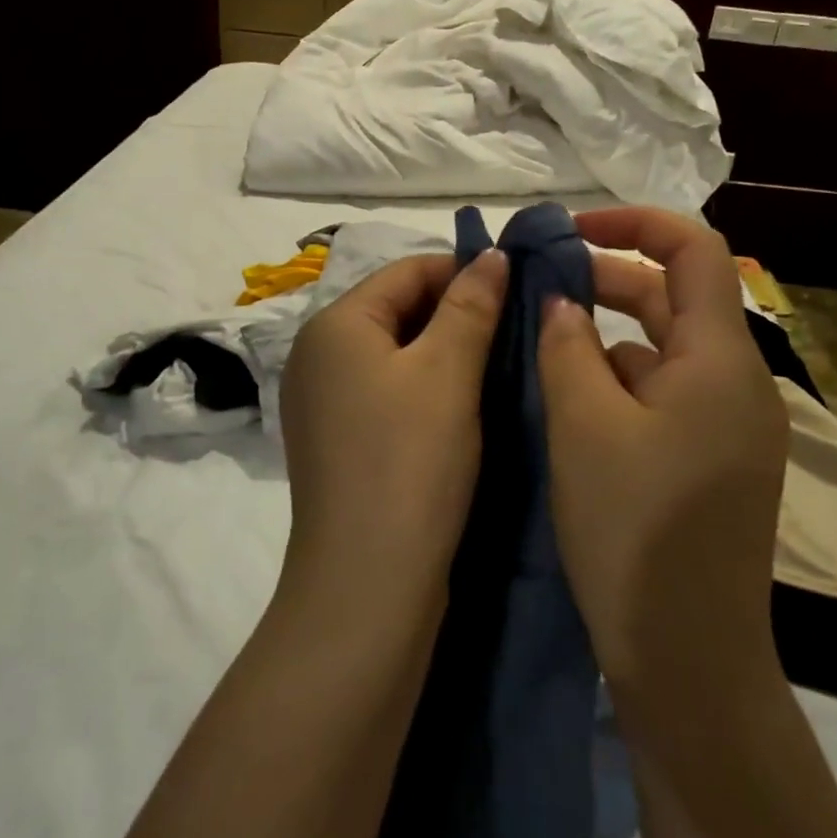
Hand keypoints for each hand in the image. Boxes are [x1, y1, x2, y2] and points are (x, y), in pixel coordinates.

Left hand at [279, 250, 508, 616]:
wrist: (367, 583)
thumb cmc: (410, 462)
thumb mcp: (448, 372)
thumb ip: (471, 305)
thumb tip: (491, 254)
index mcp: (335, 325)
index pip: (407, 270)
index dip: (464, 272)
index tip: (519, 290)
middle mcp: (317, 355)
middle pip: (397, 309)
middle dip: (457, 314)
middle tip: (516, 333)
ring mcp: (322, 401)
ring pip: (396, 353)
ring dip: (446, 353)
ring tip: (498, 367)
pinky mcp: (337, 440)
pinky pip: (386, 391)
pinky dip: (425, 388)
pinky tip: (463, 408)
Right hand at [536, 207, 787, 693]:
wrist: (688, 659)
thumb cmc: (633, 531)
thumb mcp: (582, 425)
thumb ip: (566, 346)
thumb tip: (560, 302)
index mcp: (720, 360)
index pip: (693, 249)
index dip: (632, 222)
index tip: (568, 232)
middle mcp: (737, 382)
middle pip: (674, 297)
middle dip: (606, 279)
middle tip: (536, 285)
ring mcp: (728, 425)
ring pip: (663, 349)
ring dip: (607, 333)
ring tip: (541, 339)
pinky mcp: (711, 460)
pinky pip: (663, 393)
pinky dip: (617, 379)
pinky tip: (569, 398)